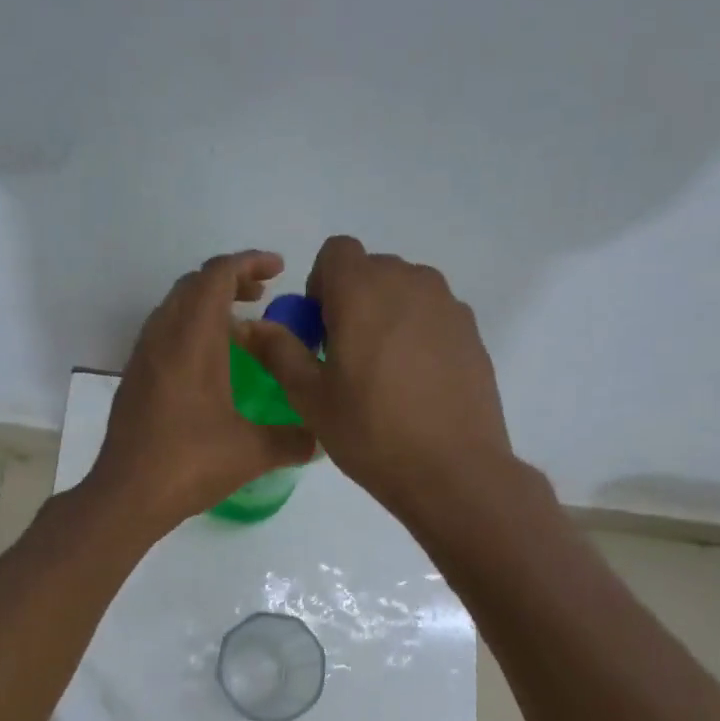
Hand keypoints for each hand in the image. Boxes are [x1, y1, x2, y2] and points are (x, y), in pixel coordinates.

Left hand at [88, 251, 316, 532]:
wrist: (126, 495)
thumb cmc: (189, 464)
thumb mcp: (252, 453)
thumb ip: (292, 440)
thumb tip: (319, 439)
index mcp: (192, 341)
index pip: (216, 276)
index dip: (248, 262)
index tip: (279, 269)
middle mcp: (163, 338)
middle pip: (193, 284)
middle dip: (231, 280)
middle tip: (264, 296)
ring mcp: (143, 357)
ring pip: (175, 307)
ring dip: (208, 304)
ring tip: (241, 327)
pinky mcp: (135, 378)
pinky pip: (164, 332)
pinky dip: (190, 328)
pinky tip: (211, 363)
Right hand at [237, 236, 514, 519]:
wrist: (451, 469)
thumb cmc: (369, 430)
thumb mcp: (310, 395)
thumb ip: (278, 350)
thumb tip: (248, 325)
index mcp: (363, 289)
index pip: (336, 251)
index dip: (321, 283)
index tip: (319, 329)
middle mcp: (409, 281)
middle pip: (371, 269)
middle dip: (352, 300)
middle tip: (345, 356)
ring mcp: (446, 304)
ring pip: (404, 290)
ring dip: (385, 314)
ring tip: (382, 371)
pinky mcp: (471, 330)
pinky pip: (432, 315)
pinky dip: (416, 332)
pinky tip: (415, 383)